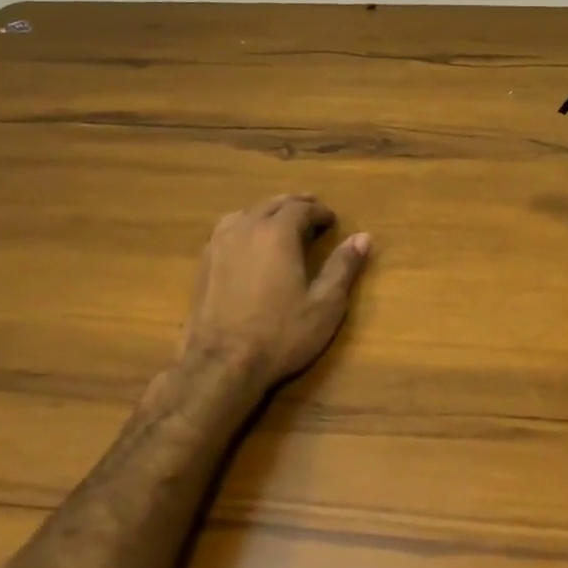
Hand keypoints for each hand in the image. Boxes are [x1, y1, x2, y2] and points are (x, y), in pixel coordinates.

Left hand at [177, 195, 370, 390]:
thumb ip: (343, 266)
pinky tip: (249, 243)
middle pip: (272, 203)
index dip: (319, 211)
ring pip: (246, 213)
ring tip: (280, 222)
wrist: (220, 364)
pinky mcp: (203, 264)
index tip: (332, 221)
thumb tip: (363, 237)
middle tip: (311, 213)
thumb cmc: (280, 334)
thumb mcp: (325, 304)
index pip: (301, 208)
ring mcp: (219, 245)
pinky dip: (245, 226)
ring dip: (267, 212)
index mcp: (277, 233)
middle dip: (295, 205)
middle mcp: (246, 229)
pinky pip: (227, 230)